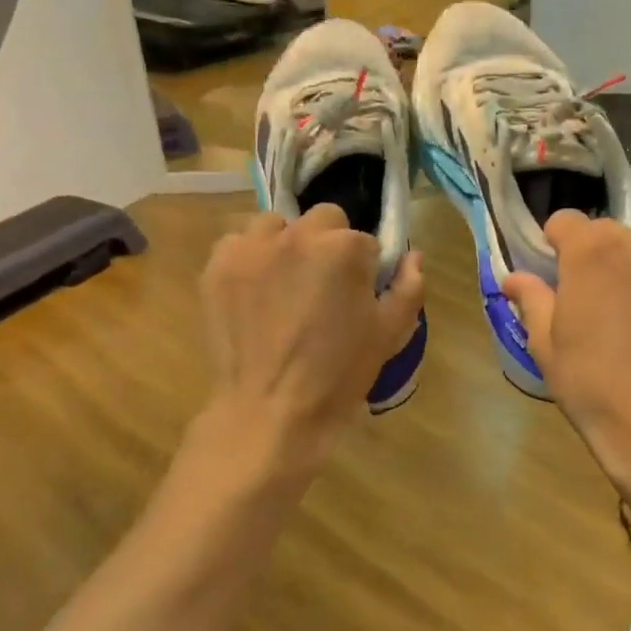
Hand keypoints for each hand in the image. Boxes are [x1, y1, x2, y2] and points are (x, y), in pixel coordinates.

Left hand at [200, 204, 422, 473]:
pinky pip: (238, 242)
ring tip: (286, 284)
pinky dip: (250, 259)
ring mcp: (251, 248)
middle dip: (328, 245)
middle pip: (323, 220)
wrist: (271, 410)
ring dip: (286, 244)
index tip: (358, 296)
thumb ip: (408, 287)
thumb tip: (413, 257)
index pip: (365, 240)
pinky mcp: (217, 266)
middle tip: (323, 288)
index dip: (365, 268)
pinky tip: (255, 291)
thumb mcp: (389, 334)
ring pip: (277, 225)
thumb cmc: (339, 375)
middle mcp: (296, 235)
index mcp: (343, 248)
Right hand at [502, 212, 630, 481]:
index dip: (554, 245)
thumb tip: (514, 278)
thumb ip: (532, 299)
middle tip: (594, 304)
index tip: (554, 276)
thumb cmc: (592, 386)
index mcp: (592, 252)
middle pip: (610, 236)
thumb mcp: (545, 345)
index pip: (565, 221)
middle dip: (597, 259)